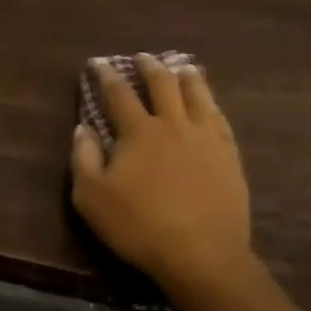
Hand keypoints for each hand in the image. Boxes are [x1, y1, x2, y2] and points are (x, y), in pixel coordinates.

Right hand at [69, 54, 253, 294]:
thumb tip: (82, 127)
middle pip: (162, 83)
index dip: (107, 76)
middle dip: (150, 66)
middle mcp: (173, 123)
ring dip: (186, 76)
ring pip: (196, 92)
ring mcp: (205, 135)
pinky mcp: (228, 152)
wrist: (202, 253)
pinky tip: (210, 101)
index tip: (99, 62)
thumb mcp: (93, 199)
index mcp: (139, 131)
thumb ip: (84, 159)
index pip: (119, 94)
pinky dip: (211, 101)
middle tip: (143, 57)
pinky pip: (219, 116)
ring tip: (181, 66)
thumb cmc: (140, 227)